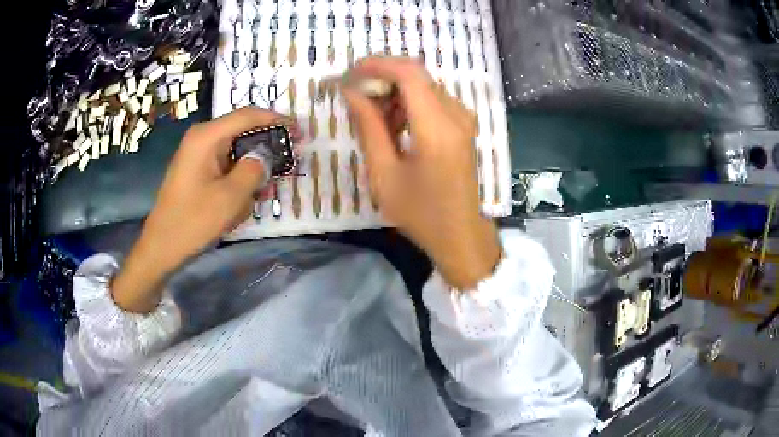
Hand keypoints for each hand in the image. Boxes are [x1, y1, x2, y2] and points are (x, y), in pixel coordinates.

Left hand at [112, 107, 291, 312]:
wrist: (162, 246)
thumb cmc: (193, 220)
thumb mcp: (230, 197)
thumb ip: (254, 170)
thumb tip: (263, 158)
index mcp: (207, 137)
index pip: (247, 115)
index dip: (276, 120)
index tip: (298, 131)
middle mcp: (202, 139)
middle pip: (241, 132)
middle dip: (264, 148)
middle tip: (286, 163)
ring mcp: (198, 155)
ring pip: (235, 152)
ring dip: (251, 169)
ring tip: (263, 192)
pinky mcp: (197, 171)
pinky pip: (225, 166)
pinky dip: (238, 179)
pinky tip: (245, 200)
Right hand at [343, 57, 500, 289]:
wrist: (460, 234)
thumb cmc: (420, 213)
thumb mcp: (384, 174)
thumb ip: (368, 127)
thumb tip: (350, 92)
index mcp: (437, 128)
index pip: (409, 73)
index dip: (377, 65)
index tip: (350, 73)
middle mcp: (457, 114)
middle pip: (416, 76)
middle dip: (382, 79)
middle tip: (354, 96)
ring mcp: (464, 118)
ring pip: (423, 86)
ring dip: (394, 93)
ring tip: (372, 118)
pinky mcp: (464, 125)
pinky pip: (433, 100)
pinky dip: (409, 104)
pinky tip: (395, 127)